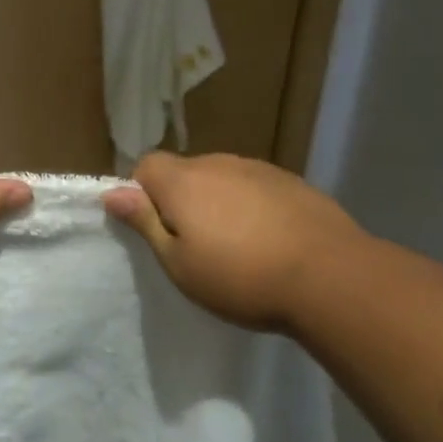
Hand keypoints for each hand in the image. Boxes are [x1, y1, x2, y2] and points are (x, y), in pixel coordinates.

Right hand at [103, 152, 372, 330]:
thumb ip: (145, 223)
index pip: (145, 166)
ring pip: (222, 179)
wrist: (330, 276)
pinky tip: (270, 239)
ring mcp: (258, 169)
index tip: (156, 228)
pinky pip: (255, 187)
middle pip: (184, 172)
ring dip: (219, 202)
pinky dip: (252, 205)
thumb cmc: (241, 278)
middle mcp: (217, 163)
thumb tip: (112, 192)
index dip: (142, 193)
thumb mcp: (180, 264)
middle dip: (181, 200)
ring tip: (237, 246)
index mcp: (183, 181)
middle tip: (195, 245)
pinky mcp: (291, 181)